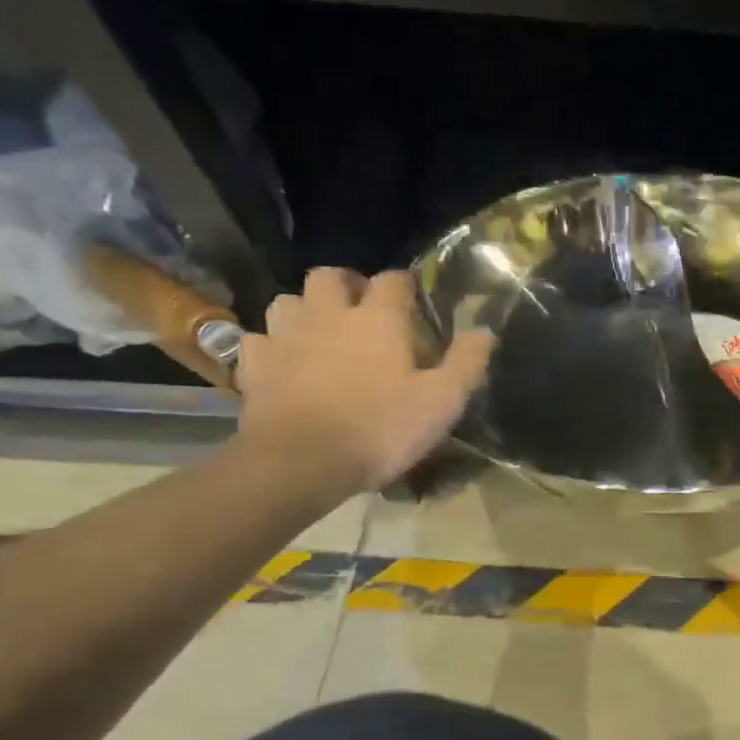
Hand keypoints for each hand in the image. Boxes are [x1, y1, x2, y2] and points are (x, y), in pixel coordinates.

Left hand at [235, 268, 494, 493]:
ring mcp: (285, 337)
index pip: (392, 280)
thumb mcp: (442, 401)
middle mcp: (328, 315)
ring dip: (305, 309)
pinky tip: (283, 362)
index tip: (413, 300)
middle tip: (361, 308)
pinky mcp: (254, 366)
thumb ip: (467, 362)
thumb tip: (485, 331)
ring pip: (288, 301)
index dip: (404, 284)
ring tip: (320, 331)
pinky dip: (272, 345)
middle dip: (346, 284)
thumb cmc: (379, 428)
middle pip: (329, 276)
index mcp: (378, 319)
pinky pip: (258, 340)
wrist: (300, 463)